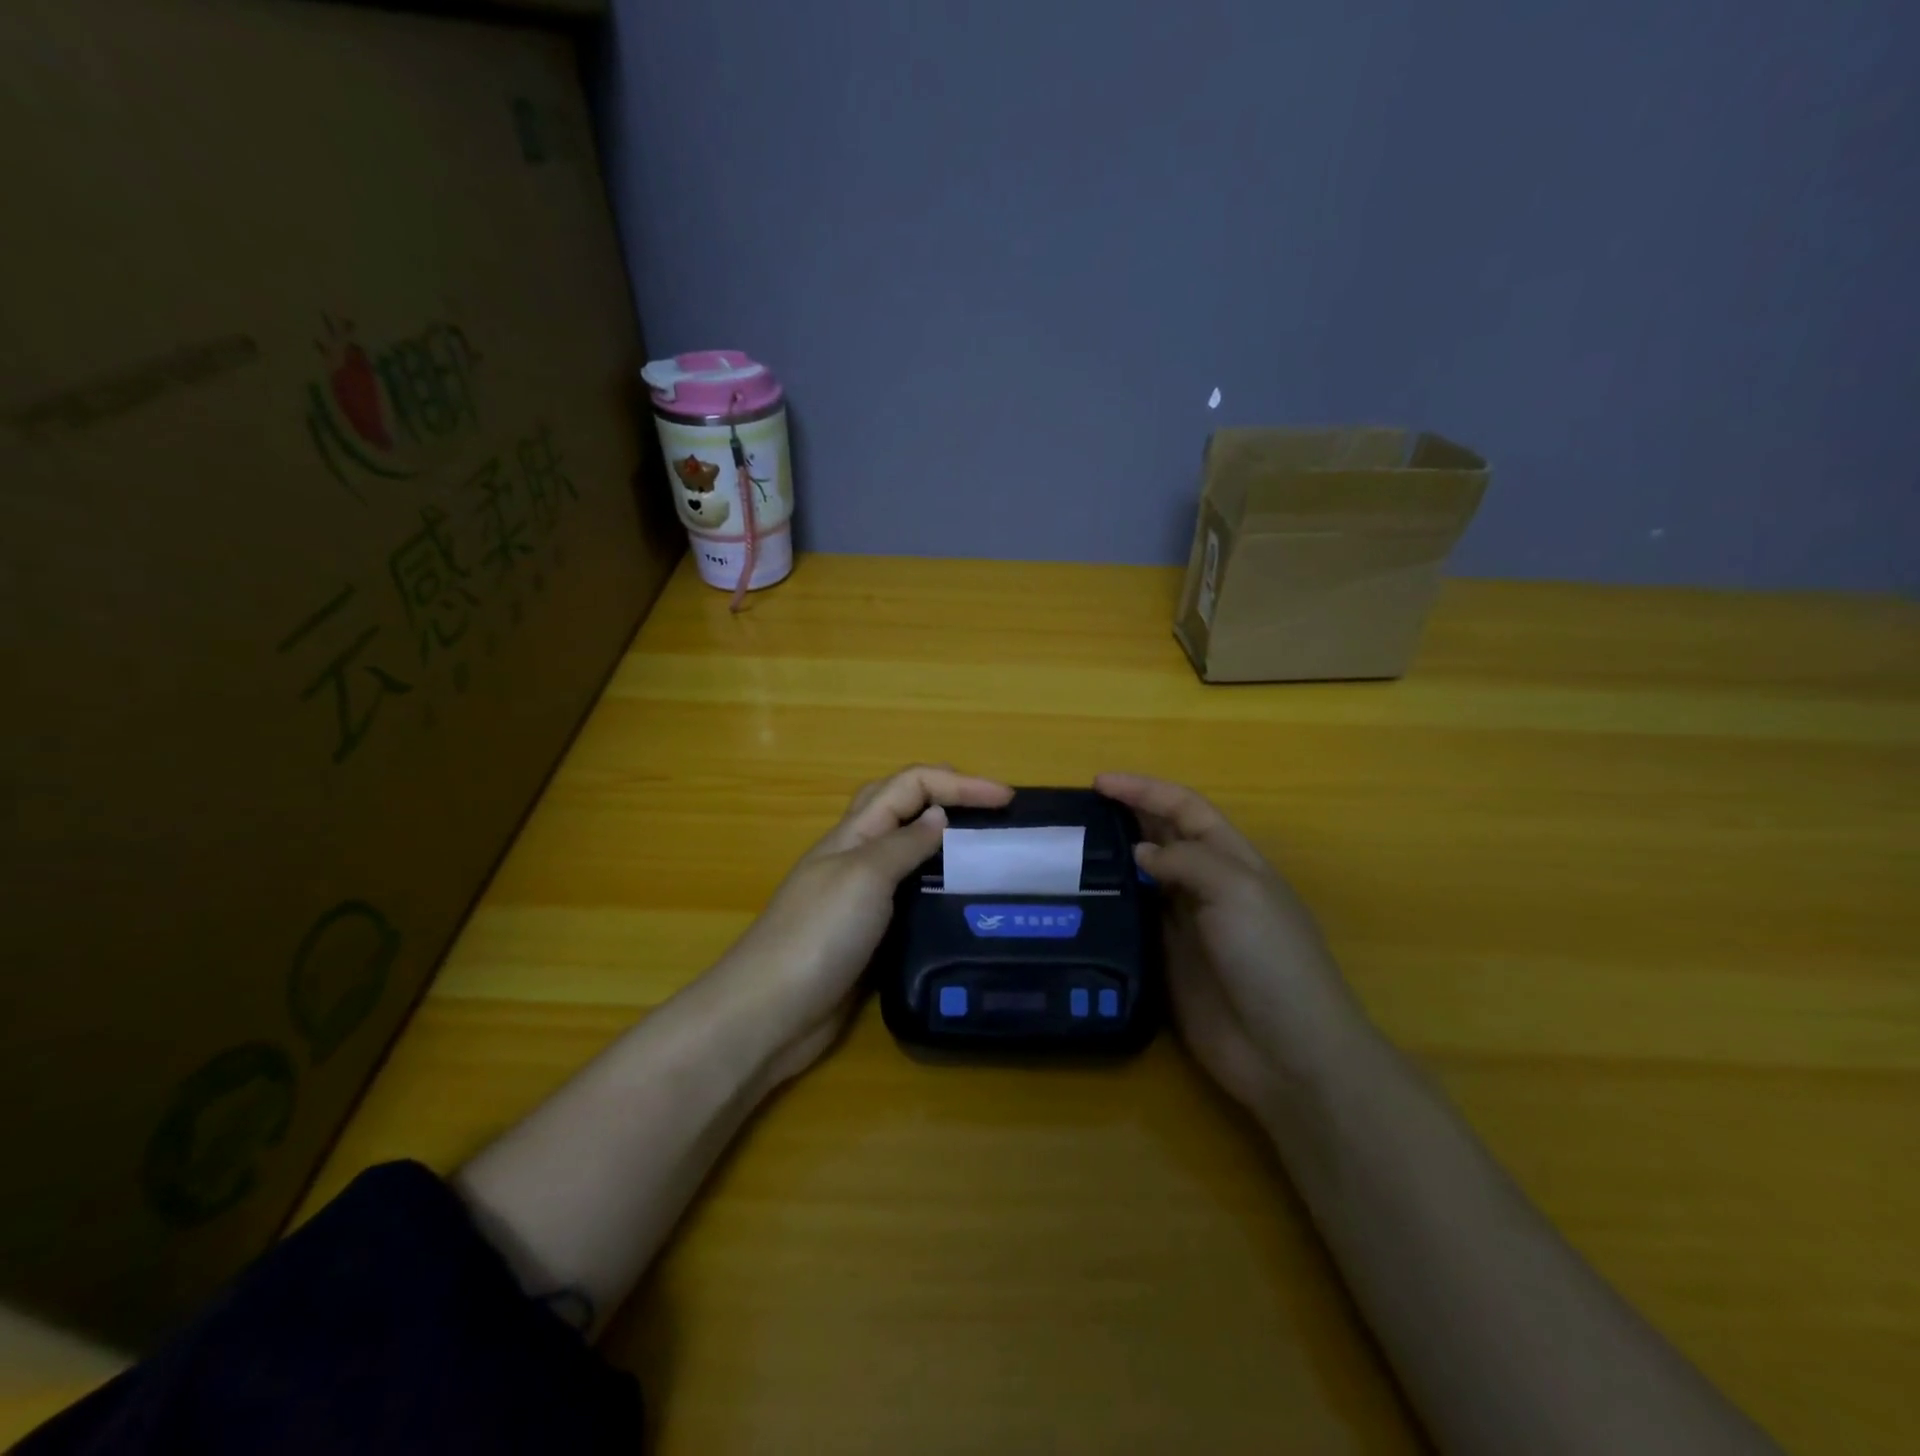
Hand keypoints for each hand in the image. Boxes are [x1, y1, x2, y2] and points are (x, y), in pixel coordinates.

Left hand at [713, 765, 1013, 1085]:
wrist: (770, 1012)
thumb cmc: (818, 935)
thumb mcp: (865, 877)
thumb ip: (903, 844)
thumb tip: (939, 816)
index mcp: (854, 833)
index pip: (910, 785)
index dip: (958, 783)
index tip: (1006, 799)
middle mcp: (858, 857)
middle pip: (904, 807)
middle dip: (949, 797)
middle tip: (995, 813)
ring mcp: (861, 898)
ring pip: (908, 853)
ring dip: (944, 842)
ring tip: (988, 854)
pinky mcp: (869, 936)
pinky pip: (908, 898)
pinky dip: (936, 889)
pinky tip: (960, 905)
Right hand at [1095, 773, 1370, 1123]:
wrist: (1288, 1053)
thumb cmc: (1270, 959)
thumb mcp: (1237, 892)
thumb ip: (1187, 861)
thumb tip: (1141, 851)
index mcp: (1233, 860)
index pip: (1185, 809)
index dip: (1145, 790)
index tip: (1099, 783)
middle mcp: (1208, 886)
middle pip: (1163, 837)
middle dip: (1127, 815)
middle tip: (1078, 810)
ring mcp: (1186, 926)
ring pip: (1144, 877)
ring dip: (1114, 859)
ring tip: (1069, 849)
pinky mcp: (1167, 962)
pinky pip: (1134, 922)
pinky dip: (1111, 905)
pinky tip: (1081, 901)